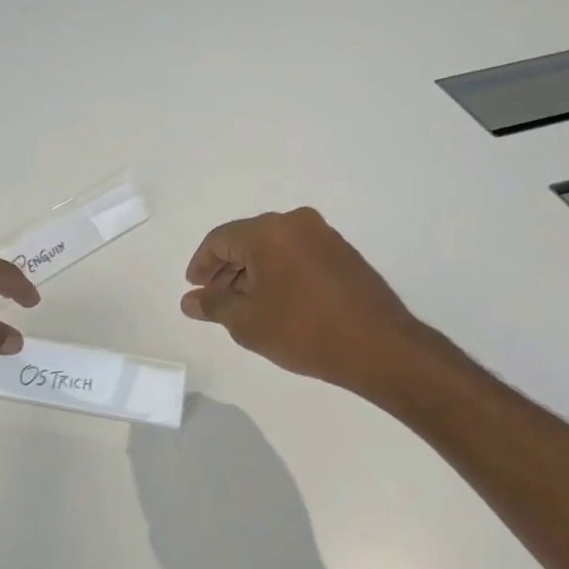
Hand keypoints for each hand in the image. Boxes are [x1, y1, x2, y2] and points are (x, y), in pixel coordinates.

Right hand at [180, 208, 423, 395]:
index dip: (201, 265)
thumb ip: (213, 306)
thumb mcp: (247, 322)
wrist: (378, 346)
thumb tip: (190, 300)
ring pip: (273, 247)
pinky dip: (279, 272)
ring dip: (252, 271)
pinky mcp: (343, 252)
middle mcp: (295, 222)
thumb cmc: (303, 331)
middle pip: (247, 240)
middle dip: (226, 269)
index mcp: (267, 232)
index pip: (220, 240)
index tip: (194, 289)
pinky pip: (297, 253)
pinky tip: (276, 301)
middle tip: (214, 299)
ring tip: (243, 305)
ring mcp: (323, 235)